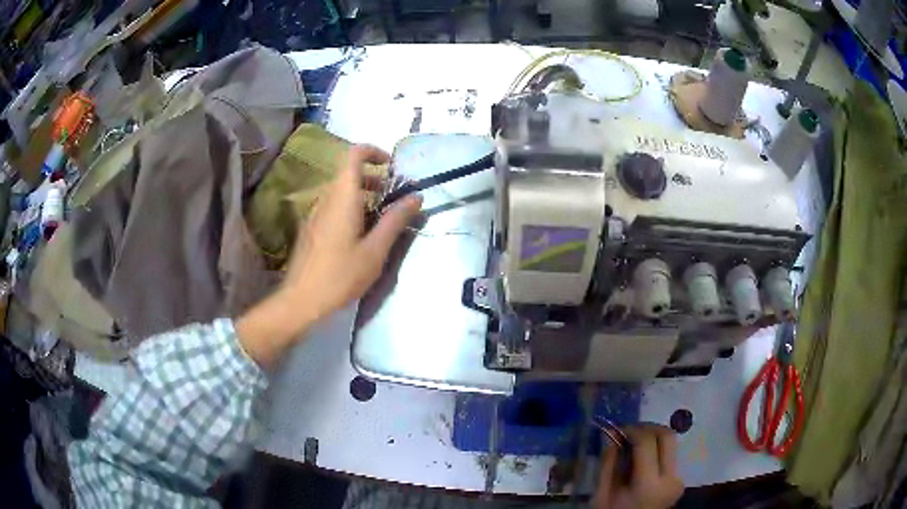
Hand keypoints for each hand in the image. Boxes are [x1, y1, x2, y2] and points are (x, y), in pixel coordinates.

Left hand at [237, 145, 422, 366]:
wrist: (301, 300)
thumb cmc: (340, 275)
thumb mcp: (375, 250)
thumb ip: (395, 220)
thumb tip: (416, 196)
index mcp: (343, 197)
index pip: (354, 155)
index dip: (374, 152)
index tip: (392, 167)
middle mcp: (326, 198)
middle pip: (349, 173)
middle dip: (375, 178)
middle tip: (394, 198)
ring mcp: (315, 213)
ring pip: (341, 191)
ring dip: (364, 195)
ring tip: (382, 219)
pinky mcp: (311, 228)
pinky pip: (334, 206)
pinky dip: (351, 208)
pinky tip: (361, 236)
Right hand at [592, 424, 683, 508]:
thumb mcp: (602, 493)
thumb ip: (608, 463)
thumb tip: (611, 435)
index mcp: (649, 484)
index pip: (647, 442)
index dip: (632, 430)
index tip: (617, 429)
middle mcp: (671, 478)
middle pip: (668, 436)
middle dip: (647, 427)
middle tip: (628, 431)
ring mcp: (679, 479)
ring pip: (671, 443)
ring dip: (652, 437)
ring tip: (633, 443)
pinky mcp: (679, 480)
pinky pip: (670, 455)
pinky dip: (656, 448)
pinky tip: (641, 456)